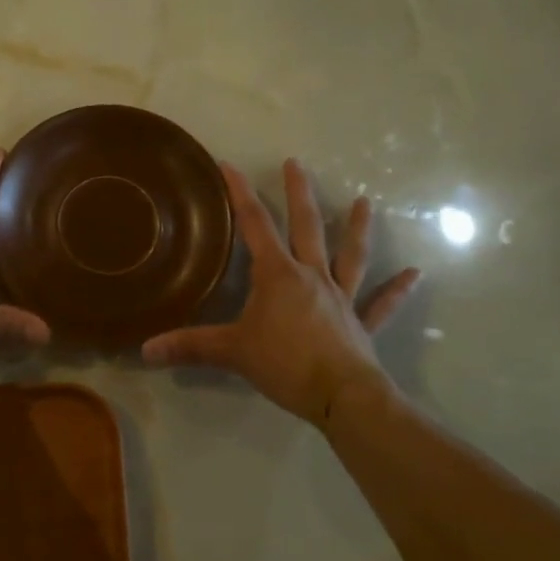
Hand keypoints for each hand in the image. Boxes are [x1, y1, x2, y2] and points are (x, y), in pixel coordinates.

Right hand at [143, 160, 420, 426]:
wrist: (343, 397)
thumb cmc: (286, 364)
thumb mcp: (232, 351)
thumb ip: (189, 347)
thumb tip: (145, 350)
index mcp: (278, 274)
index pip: (255, 225)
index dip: (240, 194)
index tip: (230, 164)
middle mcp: (312, 276)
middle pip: (306, 226)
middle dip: (298, 193)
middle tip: (296, 163)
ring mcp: (341, 298)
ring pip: (350, 255)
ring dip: (356, 228)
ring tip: (364, 202)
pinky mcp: (361, 324)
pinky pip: (381, 304)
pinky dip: (396, 290)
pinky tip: (414, 275)